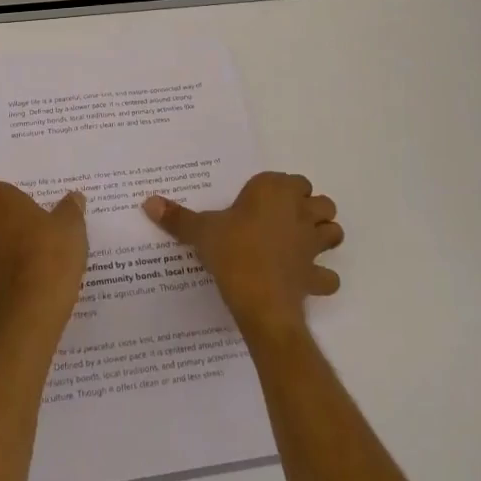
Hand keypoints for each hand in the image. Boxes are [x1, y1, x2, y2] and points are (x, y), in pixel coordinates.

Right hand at [143, 172, 342, 336]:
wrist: (259, 300)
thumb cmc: (232, 251)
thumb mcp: (200, 231)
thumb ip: (177, 217)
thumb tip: (147, 202)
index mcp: (274, 191)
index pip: (292, 180)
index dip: (282, 190)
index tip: (262, 202)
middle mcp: (299, 212)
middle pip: (321, 202)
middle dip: (310, 209)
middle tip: (285, 220)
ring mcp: (312, 244)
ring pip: (333, 232)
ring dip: (324, 236)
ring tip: (302, 244)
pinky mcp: (316, 275)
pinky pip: (328, 276)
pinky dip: (322, 277)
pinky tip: (306, 280)